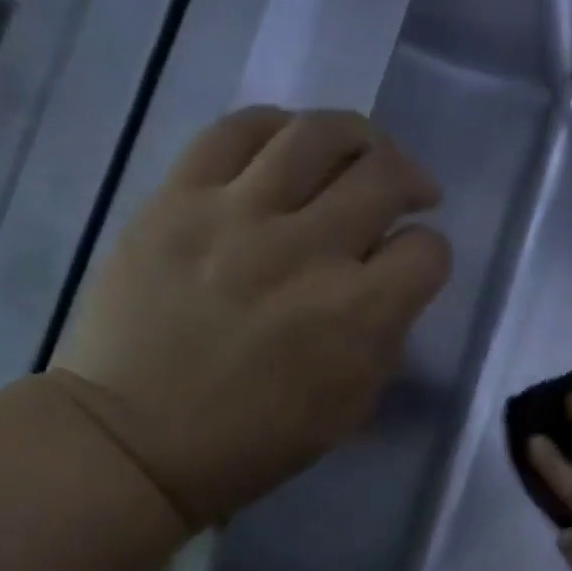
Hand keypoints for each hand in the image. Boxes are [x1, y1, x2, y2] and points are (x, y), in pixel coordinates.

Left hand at [51, 106, 451, 528]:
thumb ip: (383, 345)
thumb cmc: (254, 443)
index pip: (426, 252)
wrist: (139, 438)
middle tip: (410, 192)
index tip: (416, 265)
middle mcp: (308, 250)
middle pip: (384, 176)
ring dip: (358, 138)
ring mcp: (238, 214)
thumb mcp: (347, 412)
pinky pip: (238, 130)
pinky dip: (278, 128)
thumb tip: (390, 296)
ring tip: (359, 153)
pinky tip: (289, 144)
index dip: (432, 254)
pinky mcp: (178, 197)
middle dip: (411, 181)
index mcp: (357, 315)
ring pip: (317, 134)